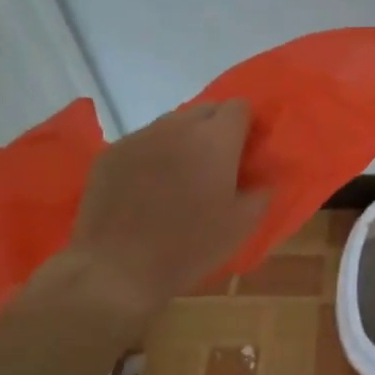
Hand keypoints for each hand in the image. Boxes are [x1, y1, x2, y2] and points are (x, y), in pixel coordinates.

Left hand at [40, 99, 267, 318]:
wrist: (117, 268)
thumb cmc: (189, 246)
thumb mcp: (242, 225)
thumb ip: (261, 193)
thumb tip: (262, 180)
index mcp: (216, 138)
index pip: (238, 106)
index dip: (246, 126)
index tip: (246, 152)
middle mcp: (178, 126)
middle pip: (205, 109)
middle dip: (216, 129)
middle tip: (217, 165)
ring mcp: (140, 137)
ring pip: (172, 124)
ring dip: (184, 140)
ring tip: (181, 176)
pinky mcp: (111, 153)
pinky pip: (143, 142)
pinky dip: (153, 155)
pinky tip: (149, 187)